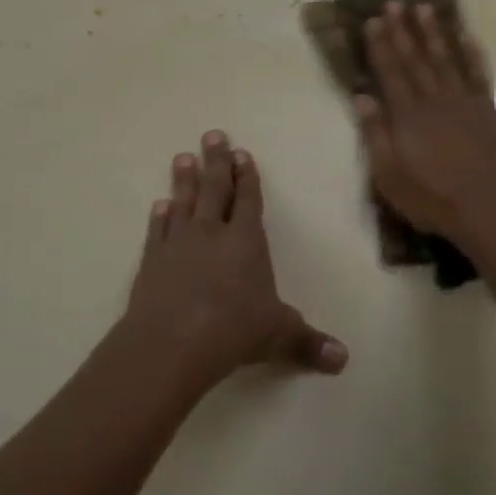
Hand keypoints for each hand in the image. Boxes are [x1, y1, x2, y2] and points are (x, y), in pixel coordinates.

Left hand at [124, 130, 347, 388]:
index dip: (247, 177)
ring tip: (184, 157)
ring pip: (183, 202)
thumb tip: (343, 360)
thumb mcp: (277, 336)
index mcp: (246, 241)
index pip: (249, 200)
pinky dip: (160, 216)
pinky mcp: (152, 261)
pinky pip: (158, 230)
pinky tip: (159, 205)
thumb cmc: (232, 331)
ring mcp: (178, 244)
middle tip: (212, 135)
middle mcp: (212, 233)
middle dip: (216, 162)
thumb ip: (308, 343)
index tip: (242, 154)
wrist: (170, 343)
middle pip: (215, 189)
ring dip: (185, 180)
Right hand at [355, 1, 495, 249]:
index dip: (380, 45)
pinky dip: (471, 52)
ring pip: (447, 58)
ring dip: (435, 32)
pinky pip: (478, 72)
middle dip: (404, 29)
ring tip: (425, 8)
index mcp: (408, 116)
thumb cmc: (435, 200)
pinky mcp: (490, 110)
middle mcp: (436, 100)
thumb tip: (362, 97)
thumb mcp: (390, 177)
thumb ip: (376, 134)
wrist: (493, 210)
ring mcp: (466, 102)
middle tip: (395, 2)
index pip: (390, 72)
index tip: (373, 20)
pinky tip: (466, 36)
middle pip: (416, 58)